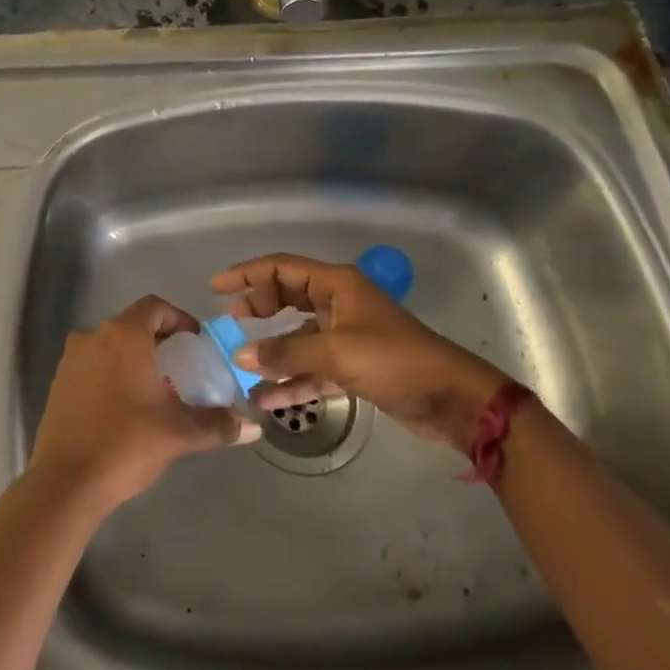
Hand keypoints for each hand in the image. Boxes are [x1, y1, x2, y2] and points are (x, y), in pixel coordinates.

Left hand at [29, 296, 260, 516]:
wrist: (64, 483)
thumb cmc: (125, 444)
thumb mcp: (178, 433)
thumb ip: (216, 424)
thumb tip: (251, 427)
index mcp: (123, 335)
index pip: (154, 306)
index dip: (178, 318)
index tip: (195, 340)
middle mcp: (93, 336)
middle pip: (131, 324)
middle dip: (158, 339)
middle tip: (182, 365)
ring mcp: (71, 360)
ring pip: (110, 345)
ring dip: (134, 357)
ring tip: (156, 387)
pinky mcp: (58, 384)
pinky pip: (92, 365)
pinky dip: (112, 374)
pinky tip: (126, 406)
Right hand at [212, 253, 510, 449]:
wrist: (452, 399)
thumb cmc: (395, 361)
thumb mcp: (337, 353)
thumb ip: (287, 352)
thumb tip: (242, 354)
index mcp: (337, 285)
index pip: (283, 268)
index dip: (248, 273)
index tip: (217, 287)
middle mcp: (338, 303)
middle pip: (288, 297)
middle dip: (258, 310)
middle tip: (230, 324)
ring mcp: (345, 335)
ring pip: (298, 337)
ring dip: (273, 353)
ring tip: (242, 367)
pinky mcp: (353, 366)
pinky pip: (312, 367)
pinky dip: (292, 380)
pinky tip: (268, 401)